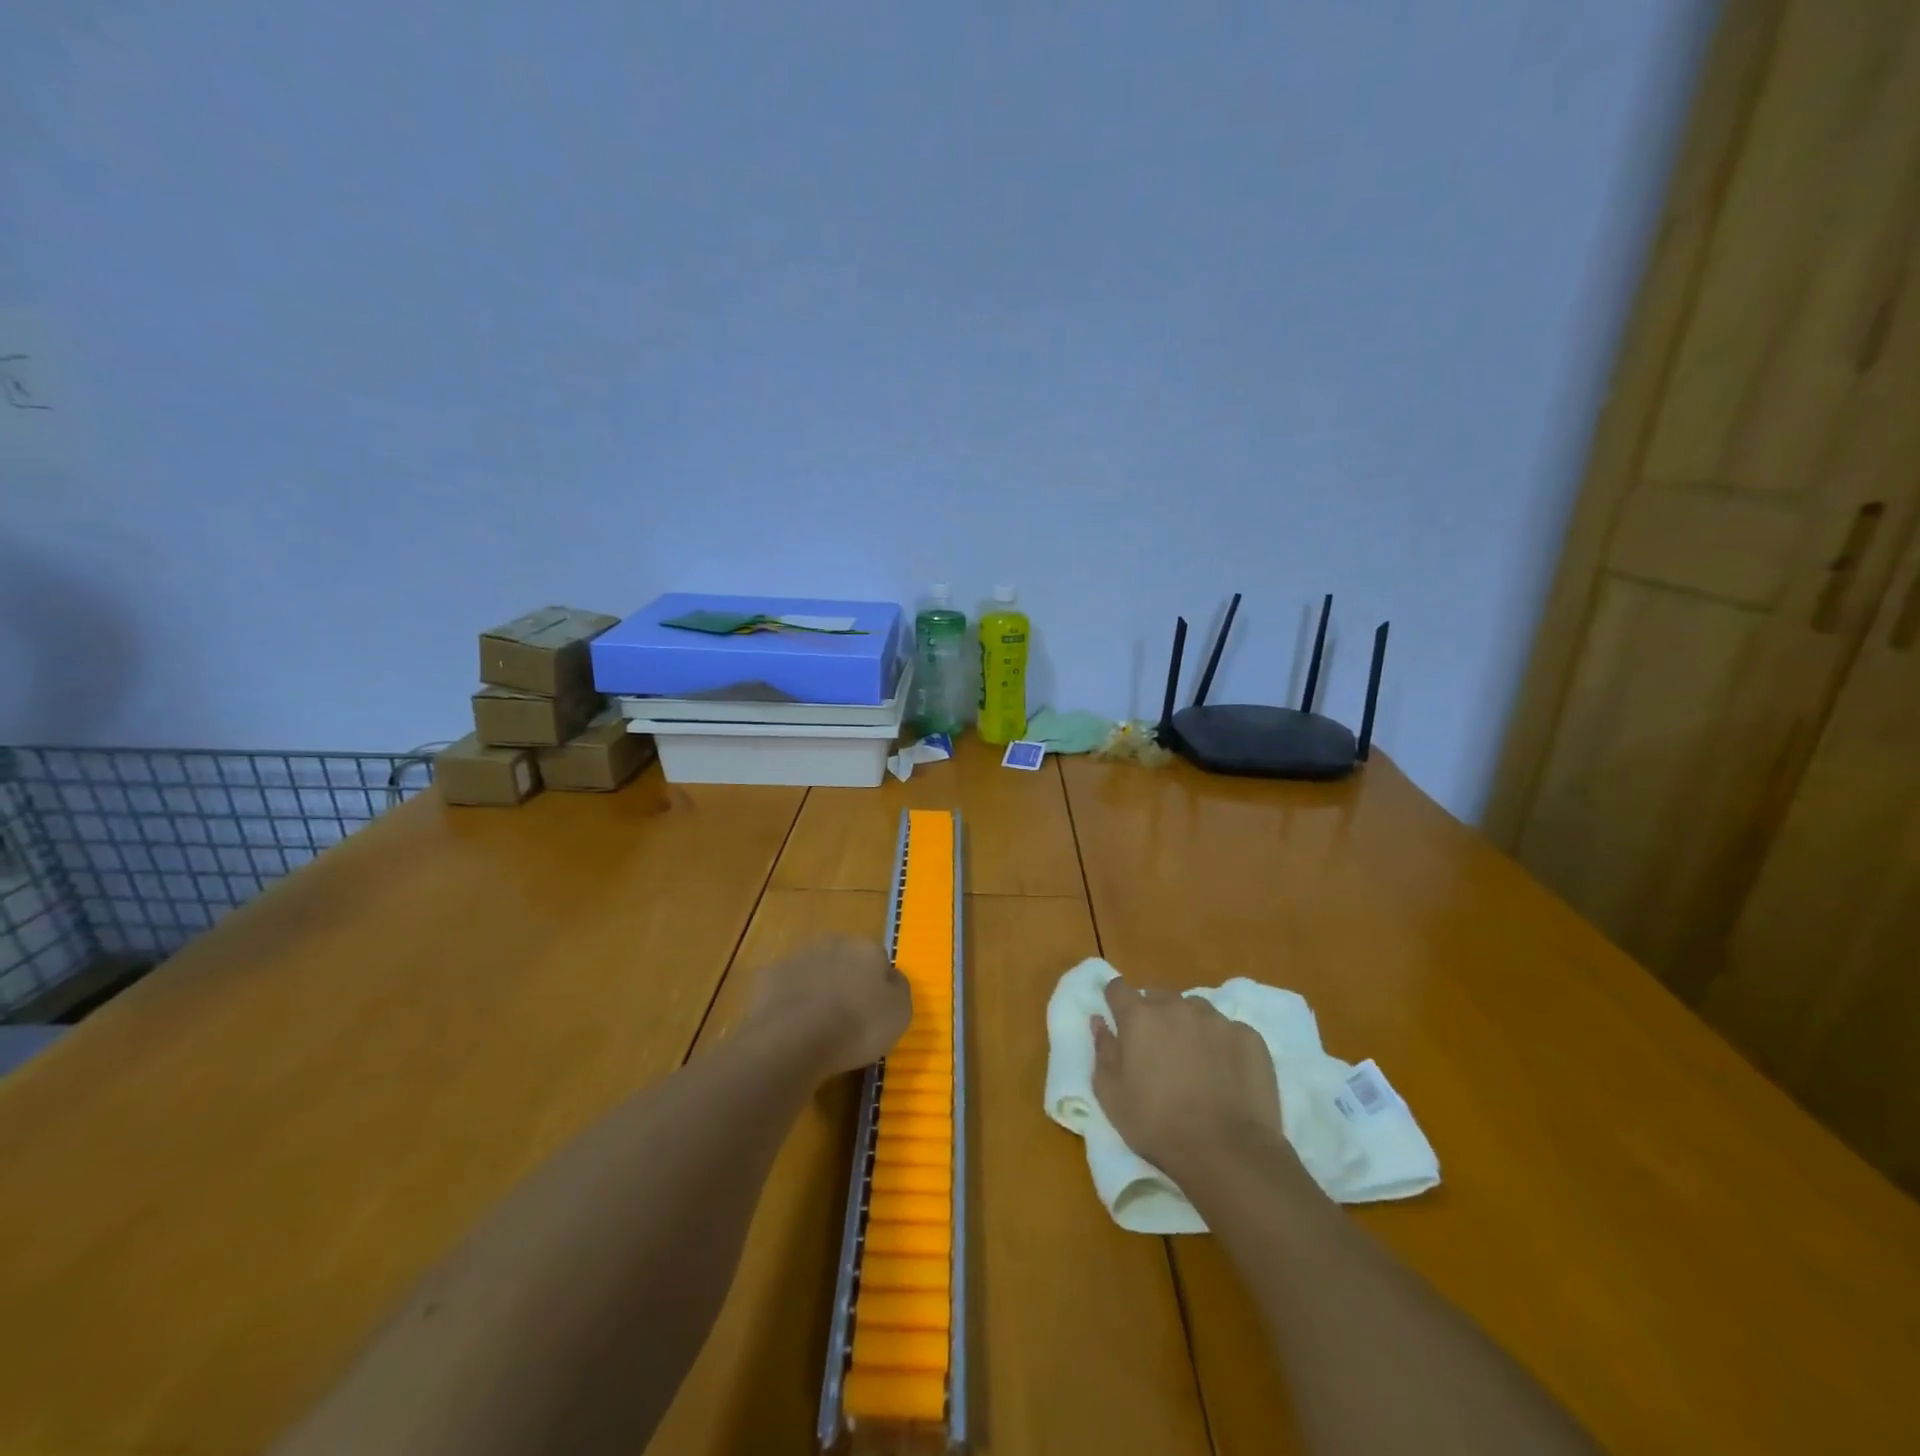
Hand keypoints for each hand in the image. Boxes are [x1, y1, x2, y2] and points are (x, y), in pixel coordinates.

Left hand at [750, 936, 912, 1075]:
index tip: (874, 1013)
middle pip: (844, 960)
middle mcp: (832, 942)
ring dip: (816, 989)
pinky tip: (791, 1027)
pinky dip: (789, 1002)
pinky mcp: (768, 976)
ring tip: (817, 1026)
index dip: (877, 986)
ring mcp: (797, 956)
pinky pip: (785, 987)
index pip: (878, 960)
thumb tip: (890, 977)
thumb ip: (898, 988)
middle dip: (845, 981)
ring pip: (813, 970)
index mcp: (866, 947)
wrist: (795, 1038)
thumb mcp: (900, 1012)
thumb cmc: (857, 1025)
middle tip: (846, 1017)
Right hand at [1092, 978, 1286, 1179]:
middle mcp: (1177, 1007)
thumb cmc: (1157, 1124)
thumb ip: (1102, 1050)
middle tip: (1157, 1051)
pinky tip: (1225, 1074)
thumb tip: (1099, 1020)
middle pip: (1158, 998)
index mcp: (1140, 1016)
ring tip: (1194, 1061)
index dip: (1115, 1001)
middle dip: (1153, 1016)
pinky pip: (1228, 1030)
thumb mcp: (1111, 1095)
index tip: (1118, 1019)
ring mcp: (1217, 1020)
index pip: (1118, 989)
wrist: (1227, 1152)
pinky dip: (1222, 1044)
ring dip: (1188, 1026)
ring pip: (1195, 1010)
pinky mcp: (1249, 1037)